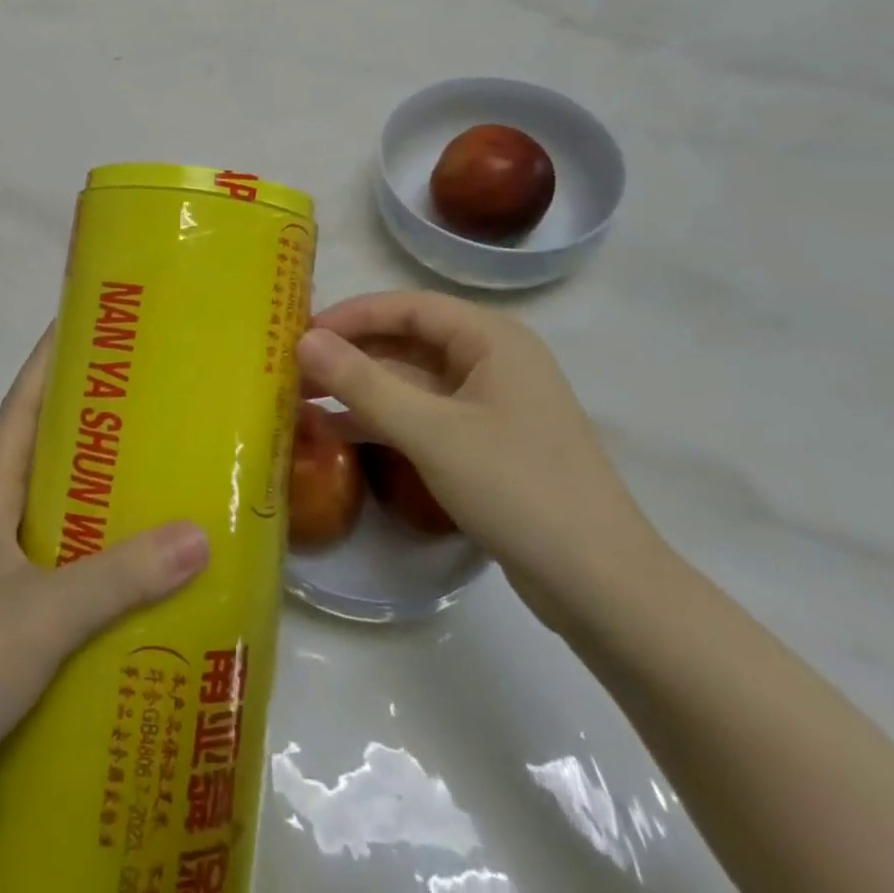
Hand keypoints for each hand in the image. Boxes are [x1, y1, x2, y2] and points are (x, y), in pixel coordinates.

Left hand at [0, 330, 208, 785]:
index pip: (18, 411)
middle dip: (85, 417)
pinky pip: (62, 556)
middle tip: (143, 394)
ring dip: (95, 483)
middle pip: (41, 450)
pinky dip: (96, 546)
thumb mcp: (44, 615)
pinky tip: (135, 561)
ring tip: (154, 467)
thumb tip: (199, 533)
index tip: (76, 323)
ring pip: (54, 505)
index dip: (43, 364)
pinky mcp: (9, 610)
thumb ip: (119, 577)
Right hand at [298, 292, 662, 631]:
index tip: (299, 334)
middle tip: (293, 368)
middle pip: (407, 341)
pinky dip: (383, 419)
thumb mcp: (432, 432)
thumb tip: (303, 341)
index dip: (350, 316)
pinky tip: (337, 430)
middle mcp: (491, 359)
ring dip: (361, 388)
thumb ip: (363, 383)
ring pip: (411, 381)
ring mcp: (489, 403)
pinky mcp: (484, 442)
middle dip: (350, 354)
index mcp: (491, 337)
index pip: (406, 307)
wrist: (601, 586)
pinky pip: (423, 415)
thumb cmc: (518, 489)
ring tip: (301, 398)